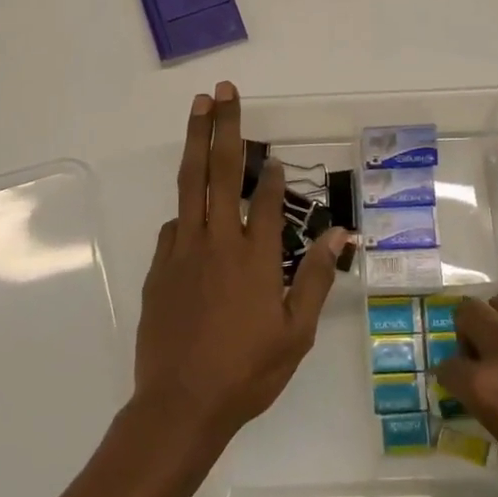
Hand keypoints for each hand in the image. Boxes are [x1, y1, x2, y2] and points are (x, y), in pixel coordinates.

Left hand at [134, 81, 350, 443]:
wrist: (180, 406)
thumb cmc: (247, 372)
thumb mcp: (295, 333)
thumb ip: (314, 278)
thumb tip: (338, 235)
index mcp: (255, 258)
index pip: (264, 199)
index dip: (270, 172)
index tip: (274, 152)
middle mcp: (217, 242)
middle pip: (219, 171)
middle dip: (223, 127)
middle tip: (223, 90)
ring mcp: (182, 251)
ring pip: (189, 185)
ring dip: (194, 142)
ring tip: (199, 108)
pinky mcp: (159, 267)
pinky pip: (174, 226)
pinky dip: (185, 208)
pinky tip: (191, 208)